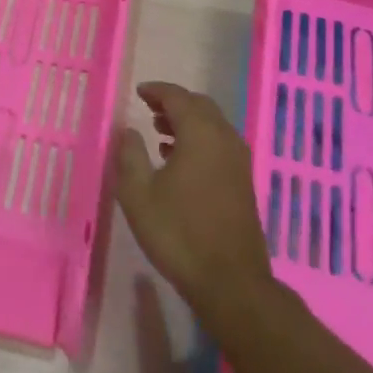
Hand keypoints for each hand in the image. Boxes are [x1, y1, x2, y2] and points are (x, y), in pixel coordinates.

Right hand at [115, 81, 274, 311]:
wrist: (230, 281)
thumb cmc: (178, 233)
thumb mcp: (138, 194)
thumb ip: (130, 155)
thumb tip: (128, 130)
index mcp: (201, 134)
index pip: (178, 97)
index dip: (157, 91)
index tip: (139, 92)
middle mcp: (224, 139)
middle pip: (200, 106)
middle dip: (174, 103)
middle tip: (148, 110)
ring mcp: (239, 161)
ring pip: (212, 125)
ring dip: (187, 122)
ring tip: (160, 133)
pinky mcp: (243, 182)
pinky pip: (219, 144)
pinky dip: (199, 140)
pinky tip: (179, 161)